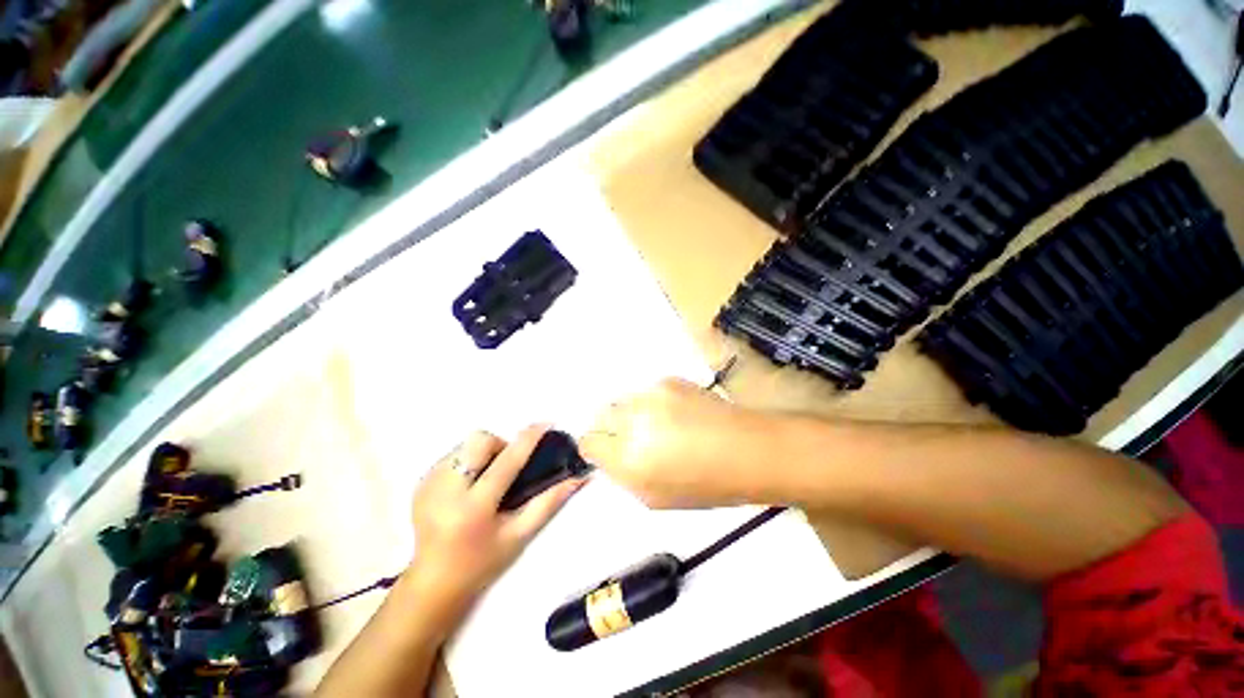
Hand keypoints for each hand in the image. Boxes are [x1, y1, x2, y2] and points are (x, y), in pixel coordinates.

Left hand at [404, 425, 584, 630]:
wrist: (433, 582)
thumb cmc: (483, 562)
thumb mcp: (520, 534)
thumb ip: (549, 502)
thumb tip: (577, 478)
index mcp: (474, 509)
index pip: (506, 462)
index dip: (528, 439)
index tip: (545, 424)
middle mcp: (446, 492)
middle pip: (479, 441)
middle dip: (499, 445)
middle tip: (506, 467)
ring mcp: (428, 485)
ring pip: (465, 444)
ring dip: (483, 453)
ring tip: (486, 478)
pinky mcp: (419, 483)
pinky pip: (451, 455)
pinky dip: (466, 461)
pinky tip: (468, 485)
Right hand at [579, 378, 769, 508]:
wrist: (750, 449)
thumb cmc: (707, 485)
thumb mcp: (656, 498)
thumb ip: (623, 475)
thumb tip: (609, 455)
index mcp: (630, 459)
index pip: (589, 442)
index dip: (598, 448)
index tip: (610, 452)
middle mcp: (635, 421)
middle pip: (601, 415)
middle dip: (611, 428)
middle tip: (634, 439)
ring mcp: (652, 395)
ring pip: (623, 401)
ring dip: (631, 414)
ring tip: (659, 425)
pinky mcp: (668, 380)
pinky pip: (646, 392)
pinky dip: (652, 403)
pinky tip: (677, 413)